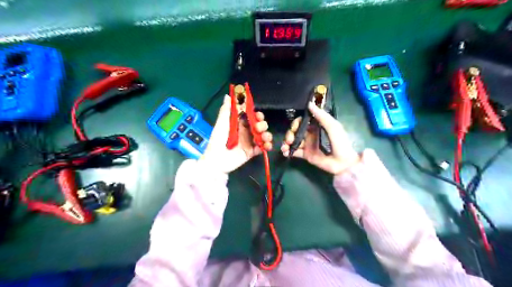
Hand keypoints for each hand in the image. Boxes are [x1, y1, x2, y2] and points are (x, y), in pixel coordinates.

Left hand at [197, 96, 273, 174]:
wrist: (217, 161)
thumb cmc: (217, 140)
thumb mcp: (221, 124)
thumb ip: (226, 111)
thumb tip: (228, 95)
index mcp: (239, 124)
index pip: (251, 116)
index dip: (256, 115)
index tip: (258, 115)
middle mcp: (246, 132)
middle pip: (259, 125)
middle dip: (262, 125)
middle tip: (258, 128)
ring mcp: (250, 142)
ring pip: (263, 135)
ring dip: (266, 134)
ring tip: (264, 137)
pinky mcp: (252, 152)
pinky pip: (262, 148)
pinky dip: (267, 146)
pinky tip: (266, 145)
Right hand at [280, 102, 358, 175]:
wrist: (343, 163)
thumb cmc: (340, 143)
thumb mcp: (333, 127)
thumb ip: (321, 116)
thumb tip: (309, 103)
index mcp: (316, 126)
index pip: (302, 121)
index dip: (296, 123)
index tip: (294, 127)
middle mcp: (310, 134)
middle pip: (295, 131)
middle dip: (289, 134)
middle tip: (289, 140)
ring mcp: (307, 145)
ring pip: (293, 141)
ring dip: (286, 142)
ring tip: (284, 147)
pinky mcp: (306, 155)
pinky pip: (294, 151)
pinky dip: (288, 151)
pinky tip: (285, 153)